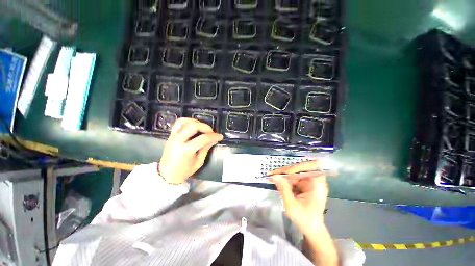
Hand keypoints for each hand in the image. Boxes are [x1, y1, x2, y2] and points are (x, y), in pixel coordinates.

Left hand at [159, 118, 222, 184]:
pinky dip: (188, 121)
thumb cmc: (184, 171)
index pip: (203, 138)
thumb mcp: (199, 162)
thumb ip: (206, 148)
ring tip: (203, 128)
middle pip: (193, 126)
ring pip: (184, 121)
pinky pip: (178, 123)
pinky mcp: (171, 135)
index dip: (214, 136)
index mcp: (186, 150)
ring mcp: (173, 137)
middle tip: (211, 132)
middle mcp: (178, 141)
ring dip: (196, 122)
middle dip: (206, 127)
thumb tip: (213, 139)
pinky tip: (194, 126)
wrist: (167, 174)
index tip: (220, 136)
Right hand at [268, 161, 328, 235]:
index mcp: (317, 186)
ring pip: (295, 172)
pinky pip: (295, 177)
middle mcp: (315, 181)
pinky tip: (278, 180)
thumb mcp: (291, 205)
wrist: (311, 229)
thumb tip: (274, 176)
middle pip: (300, 169)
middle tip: (272, 174)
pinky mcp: (306, 184)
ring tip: (272, 176)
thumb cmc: (304, 219)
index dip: (297, 167)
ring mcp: (310, 182)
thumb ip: (283, 189)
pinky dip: (286, 179)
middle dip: (286, 171)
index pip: (311, 167)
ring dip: (284, 174)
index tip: (284, 172)